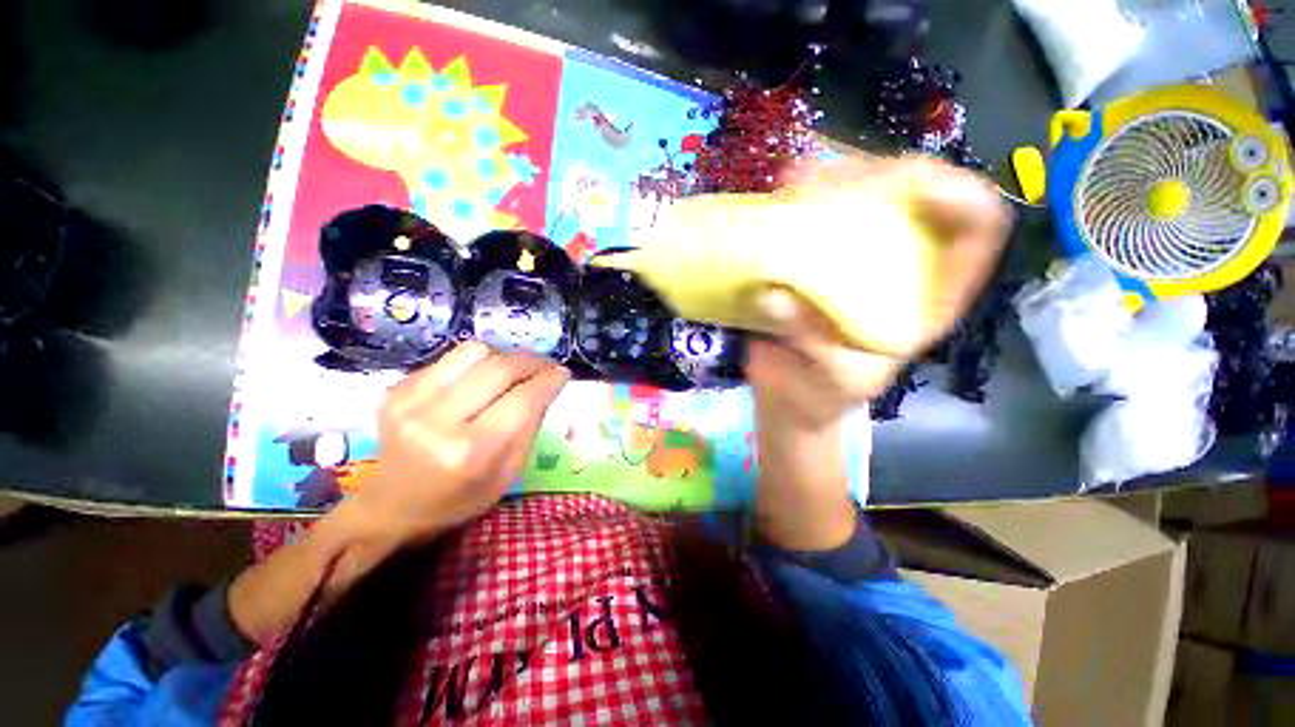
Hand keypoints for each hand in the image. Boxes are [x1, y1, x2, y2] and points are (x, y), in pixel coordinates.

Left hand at [353, 341, 569, 543]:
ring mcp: (411, 400)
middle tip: (547, 365)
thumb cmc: (459, 499)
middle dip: (532, 361)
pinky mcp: (397, 389)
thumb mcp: (508, 473)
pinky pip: (450, 358)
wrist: (391, 507)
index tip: (564, 373)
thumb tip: (548, 384)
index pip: (523, 399)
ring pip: (474, 351)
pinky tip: (482, 378)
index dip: (549, 380)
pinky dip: (476, 363)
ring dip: (504, 356)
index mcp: (471, 451)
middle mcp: (438, 420)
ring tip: (516, 369)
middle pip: (499, 368)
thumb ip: (530, 425)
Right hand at [748, 156, 1009, 429]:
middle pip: (914, 194)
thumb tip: (775, 296)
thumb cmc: (822, 395)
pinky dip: (798, 199)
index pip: (976, 227)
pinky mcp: (816, 256)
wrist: (788, 396)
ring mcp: (857, 255)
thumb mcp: (832, 378)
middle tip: (823, 183)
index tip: (909, 187)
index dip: (958, 196)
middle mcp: (900, 264)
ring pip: (862, 194)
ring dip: (832, 178)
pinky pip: (815, 213)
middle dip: (876, 176)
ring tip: (793, 182)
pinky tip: (778, 196)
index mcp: (930, 297)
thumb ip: (815, 343)